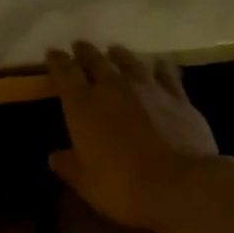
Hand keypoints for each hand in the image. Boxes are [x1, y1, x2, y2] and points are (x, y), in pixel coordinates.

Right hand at [46, 43, 222, 231]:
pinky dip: (159, 66)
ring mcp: (148, 89)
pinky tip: (159, 63)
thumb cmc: (122, 186)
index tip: (52, 53)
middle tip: (80, 46)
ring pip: (130, 61)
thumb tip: (55, 156)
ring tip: (113, 50)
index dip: (56, 61)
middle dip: (85, 52)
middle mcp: (113, 88)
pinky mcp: (178, 97)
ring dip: (119, 55)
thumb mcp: (86, 183)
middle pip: (96, 60)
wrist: (181, 185)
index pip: (64, 73)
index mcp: (82, 106)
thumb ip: (69, 166)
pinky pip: (166, 74)